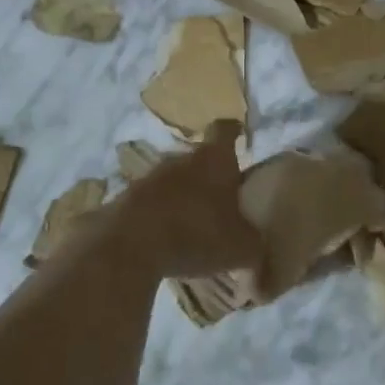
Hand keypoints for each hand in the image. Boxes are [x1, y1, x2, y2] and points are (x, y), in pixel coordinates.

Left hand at [112, 122, 262, 279]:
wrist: (129, 245)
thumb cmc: (197, 233)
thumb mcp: (242, 248)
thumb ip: (254, 247)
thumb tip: (260, 255)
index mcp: (214, 159)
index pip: (225, 130)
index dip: (235, 132)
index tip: (240, 138)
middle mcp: (181, 159)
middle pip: (198, 159)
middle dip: (210, 176)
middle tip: (223, 199)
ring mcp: (148, 178)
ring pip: (173, 182)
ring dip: (183, 198)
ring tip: (194, 226)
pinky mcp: (125, 200)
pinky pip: (151, 204)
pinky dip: (160, 218)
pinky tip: (167, 242)